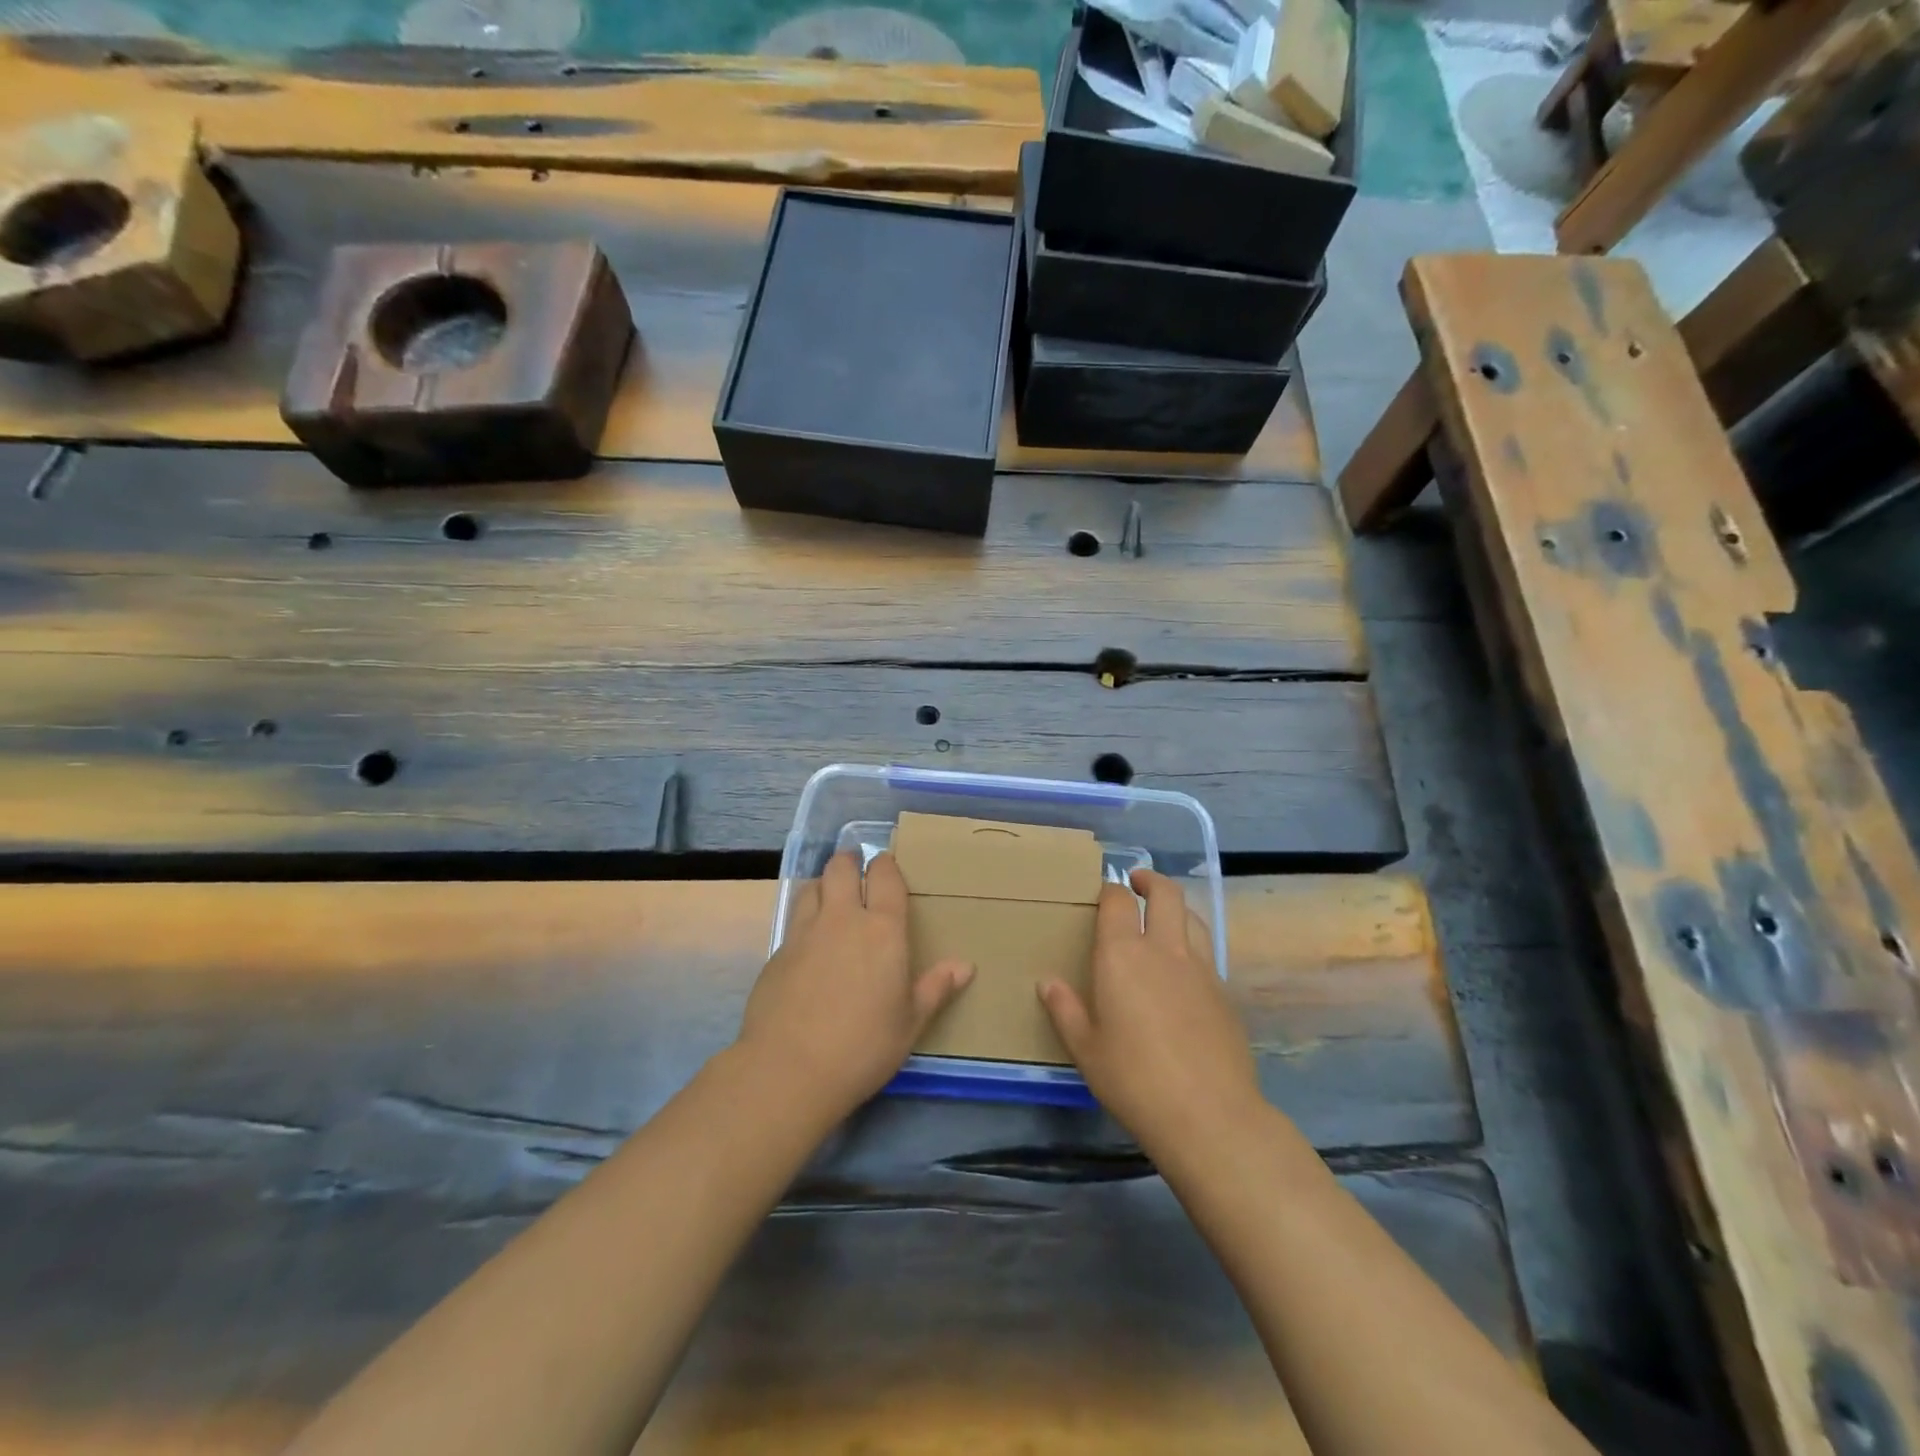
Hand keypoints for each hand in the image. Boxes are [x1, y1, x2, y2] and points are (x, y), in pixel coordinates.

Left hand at [737, 851, 972, 1121]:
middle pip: (841, 867)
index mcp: (882, 930)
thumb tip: (965, 966)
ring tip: (832, 898)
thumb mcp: (910, 1023)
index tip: (887, 865)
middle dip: (850, 861)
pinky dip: (805, 918)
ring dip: (825, 885)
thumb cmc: (863, 1047)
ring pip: (813, 886)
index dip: (886, 865)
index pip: (885, 876)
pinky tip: (810, 942)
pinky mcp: (777, 953)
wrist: (788, 1070)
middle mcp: (842, 919)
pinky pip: (794, 920)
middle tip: (858, 870)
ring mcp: (804, 933)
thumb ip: (935, 988)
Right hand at [1039, 870, 1260, 1151]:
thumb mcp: (1086, 1049)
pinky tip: (1183, 971)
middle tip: (1136, 883)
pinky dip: (1192, 945)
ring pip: (1192, 917)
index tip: (1102, 894)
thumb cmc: (1134, 1080)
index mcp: (1123, 955)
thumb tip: (1048, 982)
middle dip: (1150, 880)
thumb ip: (1065, 1010)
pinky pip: (1207, 952)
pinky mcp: (1224, 993)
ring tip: (1162, 918)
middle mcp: (1164, 950)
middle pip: (1165, 894)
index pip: (1117, 901)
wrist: (1209, 1115)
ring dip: (1175, 908)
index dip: (1109, 890)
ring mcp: (1201, 968)